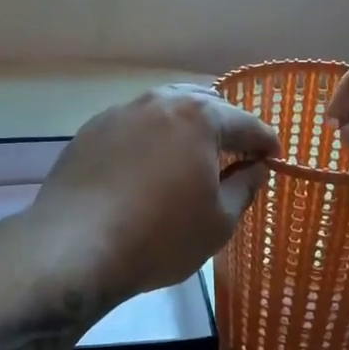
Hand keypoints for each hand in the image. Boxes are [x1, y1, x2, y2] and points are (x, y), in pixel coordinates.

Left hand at [30, 84, 280, 300]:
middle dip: (224, 126)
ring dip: (184, 127)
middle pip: (203, 104)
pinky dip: (149, 139)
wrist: (75, 246)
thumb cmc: (160, 237)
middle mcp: (159, 102)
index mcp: (199, 118)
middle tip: (234, 155)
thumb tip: (255, 168)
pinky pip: (132, 126)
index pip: (246, 124)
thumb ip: (244, 187)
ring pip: (163, 109)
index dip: (265, 142)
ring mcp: (119, 113)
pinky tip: (146, 166)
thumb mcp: (218, 222)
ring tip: (190, 156)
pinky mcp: (89, 132)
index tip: (274, 159)